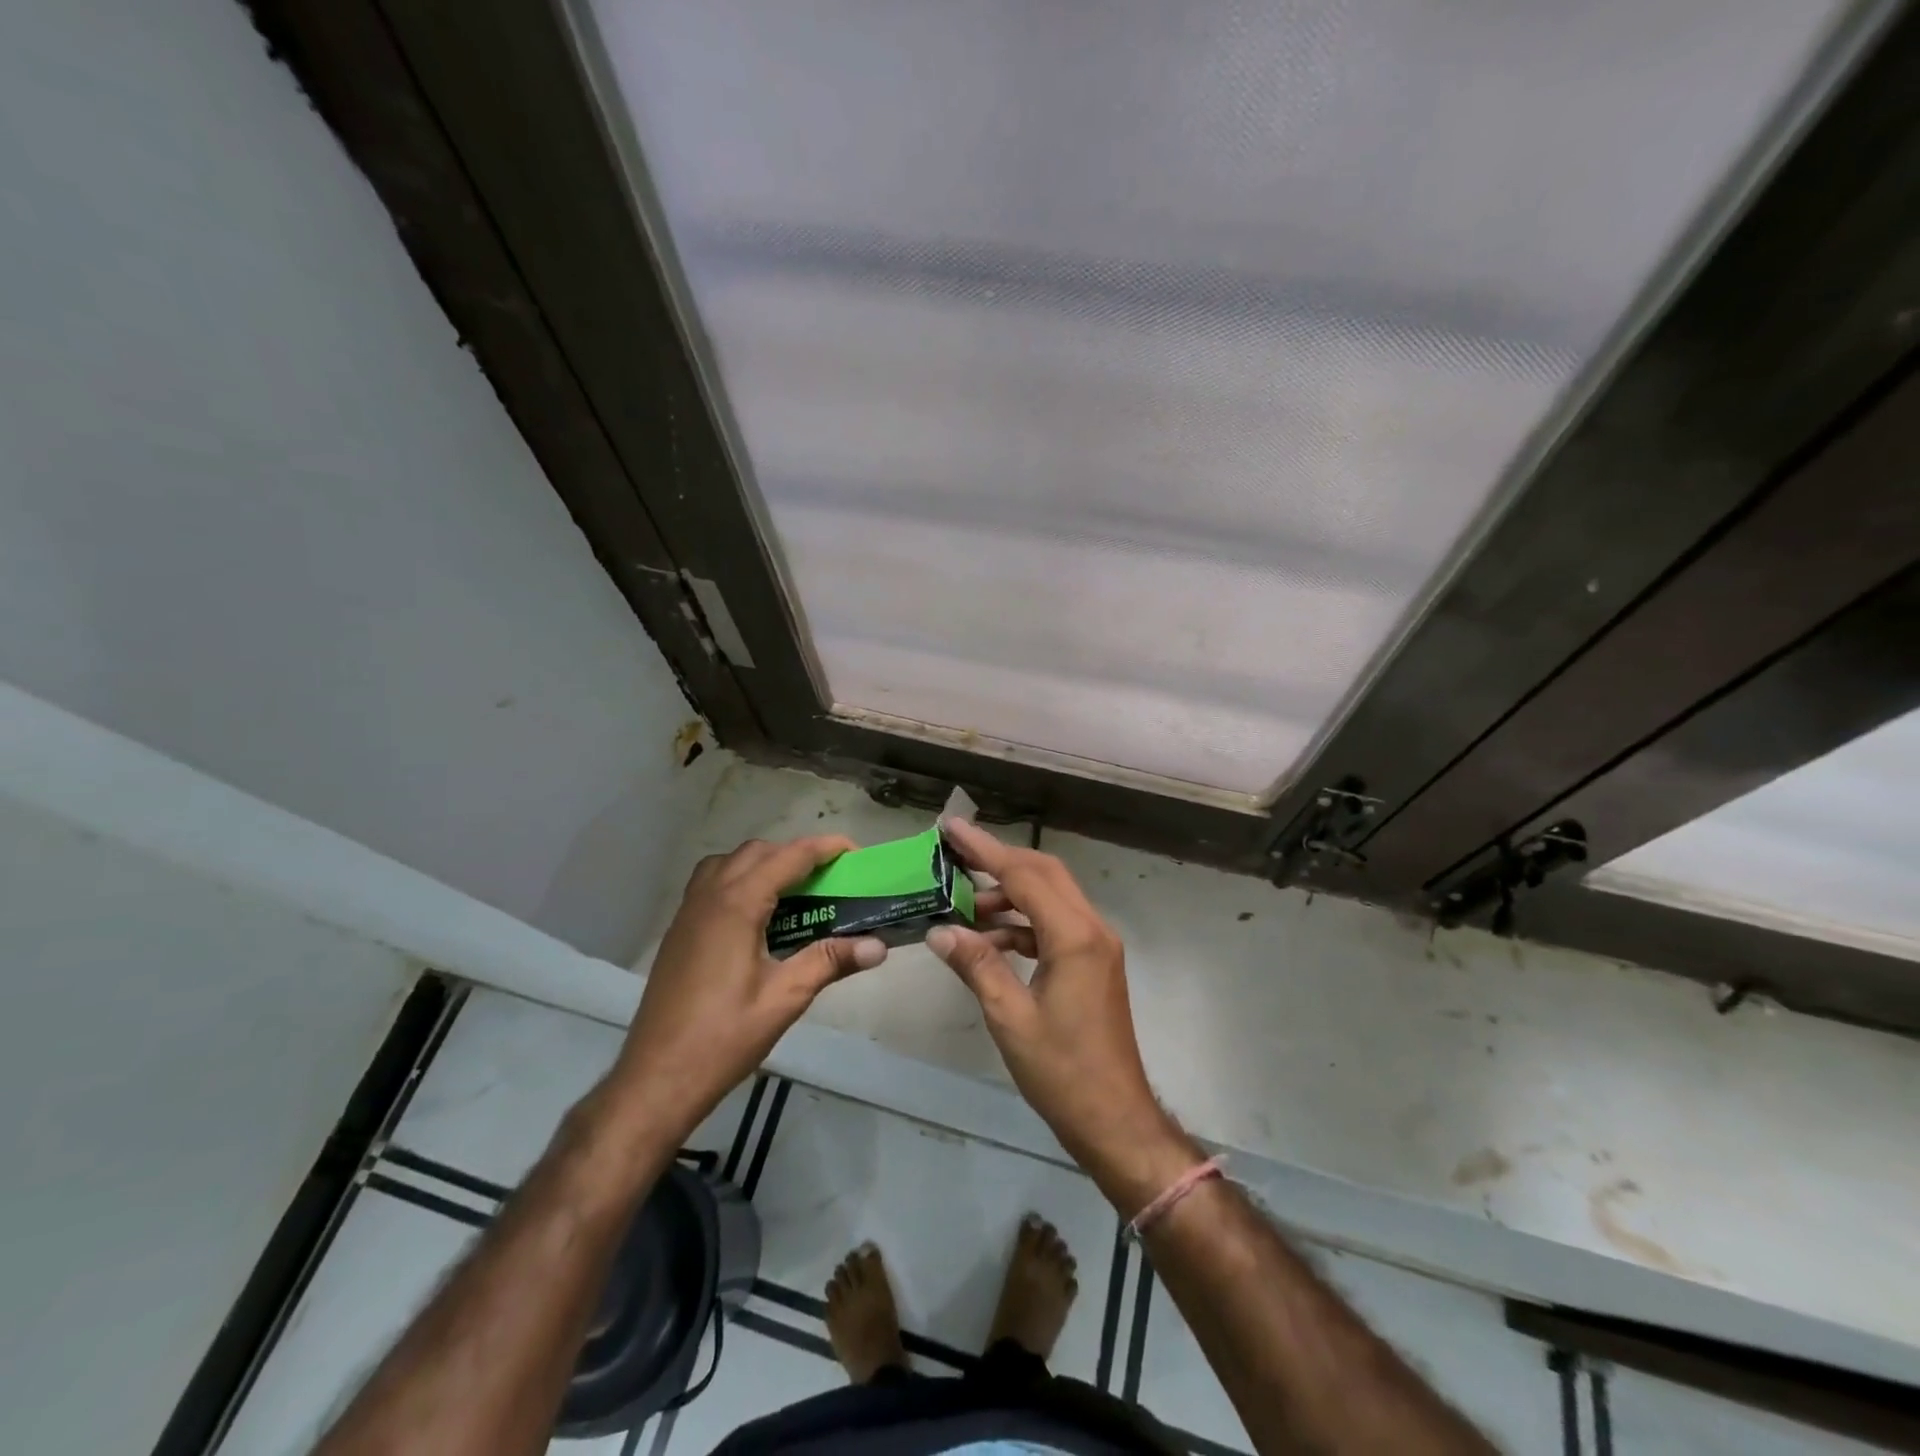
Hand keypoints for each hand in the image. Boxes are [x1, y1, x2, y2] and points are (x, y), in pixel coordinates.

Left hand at [607, 837, 888, 1141]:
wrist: (656, 1077)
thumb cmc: (724, 1037)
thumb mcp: (785, 997)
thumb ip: (830, 961)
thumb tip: (879, 946)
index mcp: (737, 904)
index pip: (789, 857)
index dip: (825, 848)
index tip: (856, 853)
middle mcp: (710, 895)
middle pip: (758, 852)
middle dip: (797, 855)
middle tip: (830, 879)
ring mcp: (688, 911)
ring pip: (730, 863)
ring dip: (765, 864)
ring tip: (794, 893)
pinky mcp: (679, 930)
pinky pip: (711, 883)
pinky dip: (740, 880)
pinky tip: (757, 917)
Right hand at [926, 819, 1193, 1210]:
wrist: (1115, 1119)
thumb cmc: (1062, 1071)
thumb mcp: (1009, 1017)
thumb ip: (977, 965)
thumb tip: (939, 930)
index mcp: (1074, 936)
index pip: (1024, 875)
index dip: (984, 849)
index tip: (952, 828)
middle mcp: (1092, 929)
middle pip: (1044, 874)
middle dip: (999, 860)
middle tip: (955, 856)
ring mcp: (1096, 945)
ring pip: (1050, 897)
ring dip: (1010, 894)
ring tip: (964, 904)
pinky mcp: (1093, 963)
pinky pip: (1054, 924)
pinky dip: (1022, 923)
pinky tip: (990, 937)